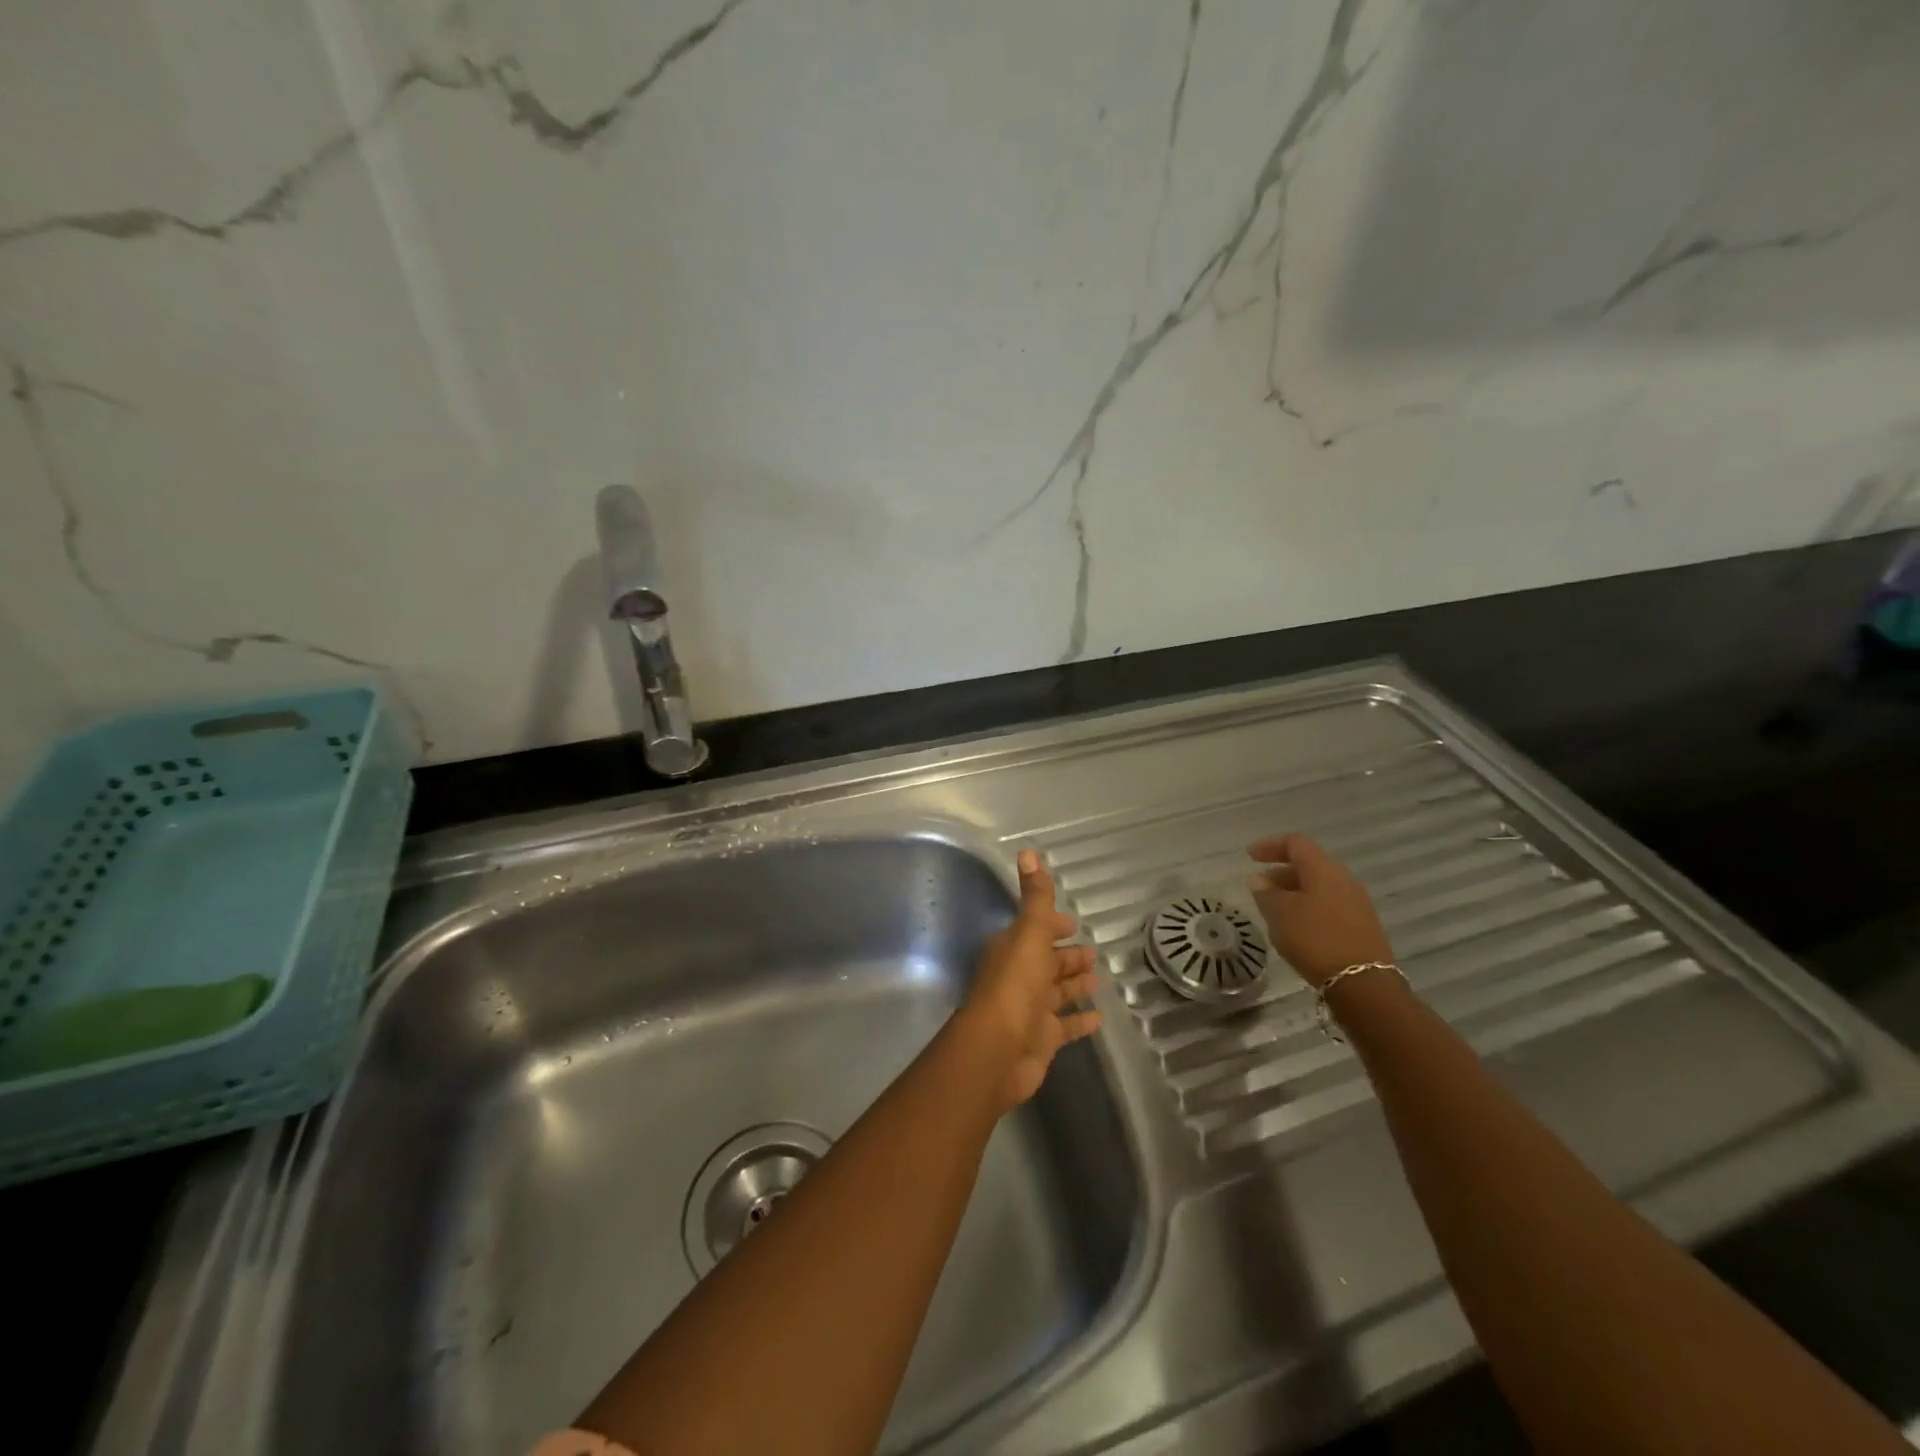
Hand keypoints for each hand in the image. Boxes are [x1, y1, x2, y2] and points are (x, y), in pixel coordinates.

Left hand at [956, 850, 1102, 1111]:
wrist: (998, 1049)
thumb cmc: (1015, 984)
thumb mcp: (1029, 933)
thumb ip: (1035, 897)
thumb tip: (1026, 851)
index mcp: (1013, 949)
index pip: (1036, 931)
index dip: (1053, 925)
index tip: (1073, 922)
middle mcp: (1019, 977)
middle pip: (1047, 962)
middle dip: (1067, 956)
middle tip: (1093, 952)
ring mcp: (1030, 1010)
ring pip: (1056, 992)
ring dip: (1075, 984)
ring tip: (1100, 979)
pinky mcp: (1042, 1039)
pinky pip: (1065, 1026)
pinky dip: (1080, 1020)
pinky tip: (1099, 1017)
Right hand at [1247, 834, 1394, 987]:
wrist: (1362, 983)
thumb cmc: (1314, 939)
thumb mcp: (1279, 914)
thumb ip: (1265, 893)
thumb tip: (1259, 879)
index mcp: (1323, 869)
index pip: (1295, 843)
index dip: (1270, 845)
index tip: (1250, 856)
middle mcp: (1344, 879)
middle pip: (1309, 864)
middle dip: (1281, 872)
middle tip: (1260, 887)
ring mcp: (1357, 902)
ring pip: (1320, 886)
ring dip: (1295, 891)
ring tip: (1275, 909)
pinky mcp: (1363, 924)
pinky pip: (1331, 904)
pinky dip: (1310, 906)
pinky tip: (1298, 927)